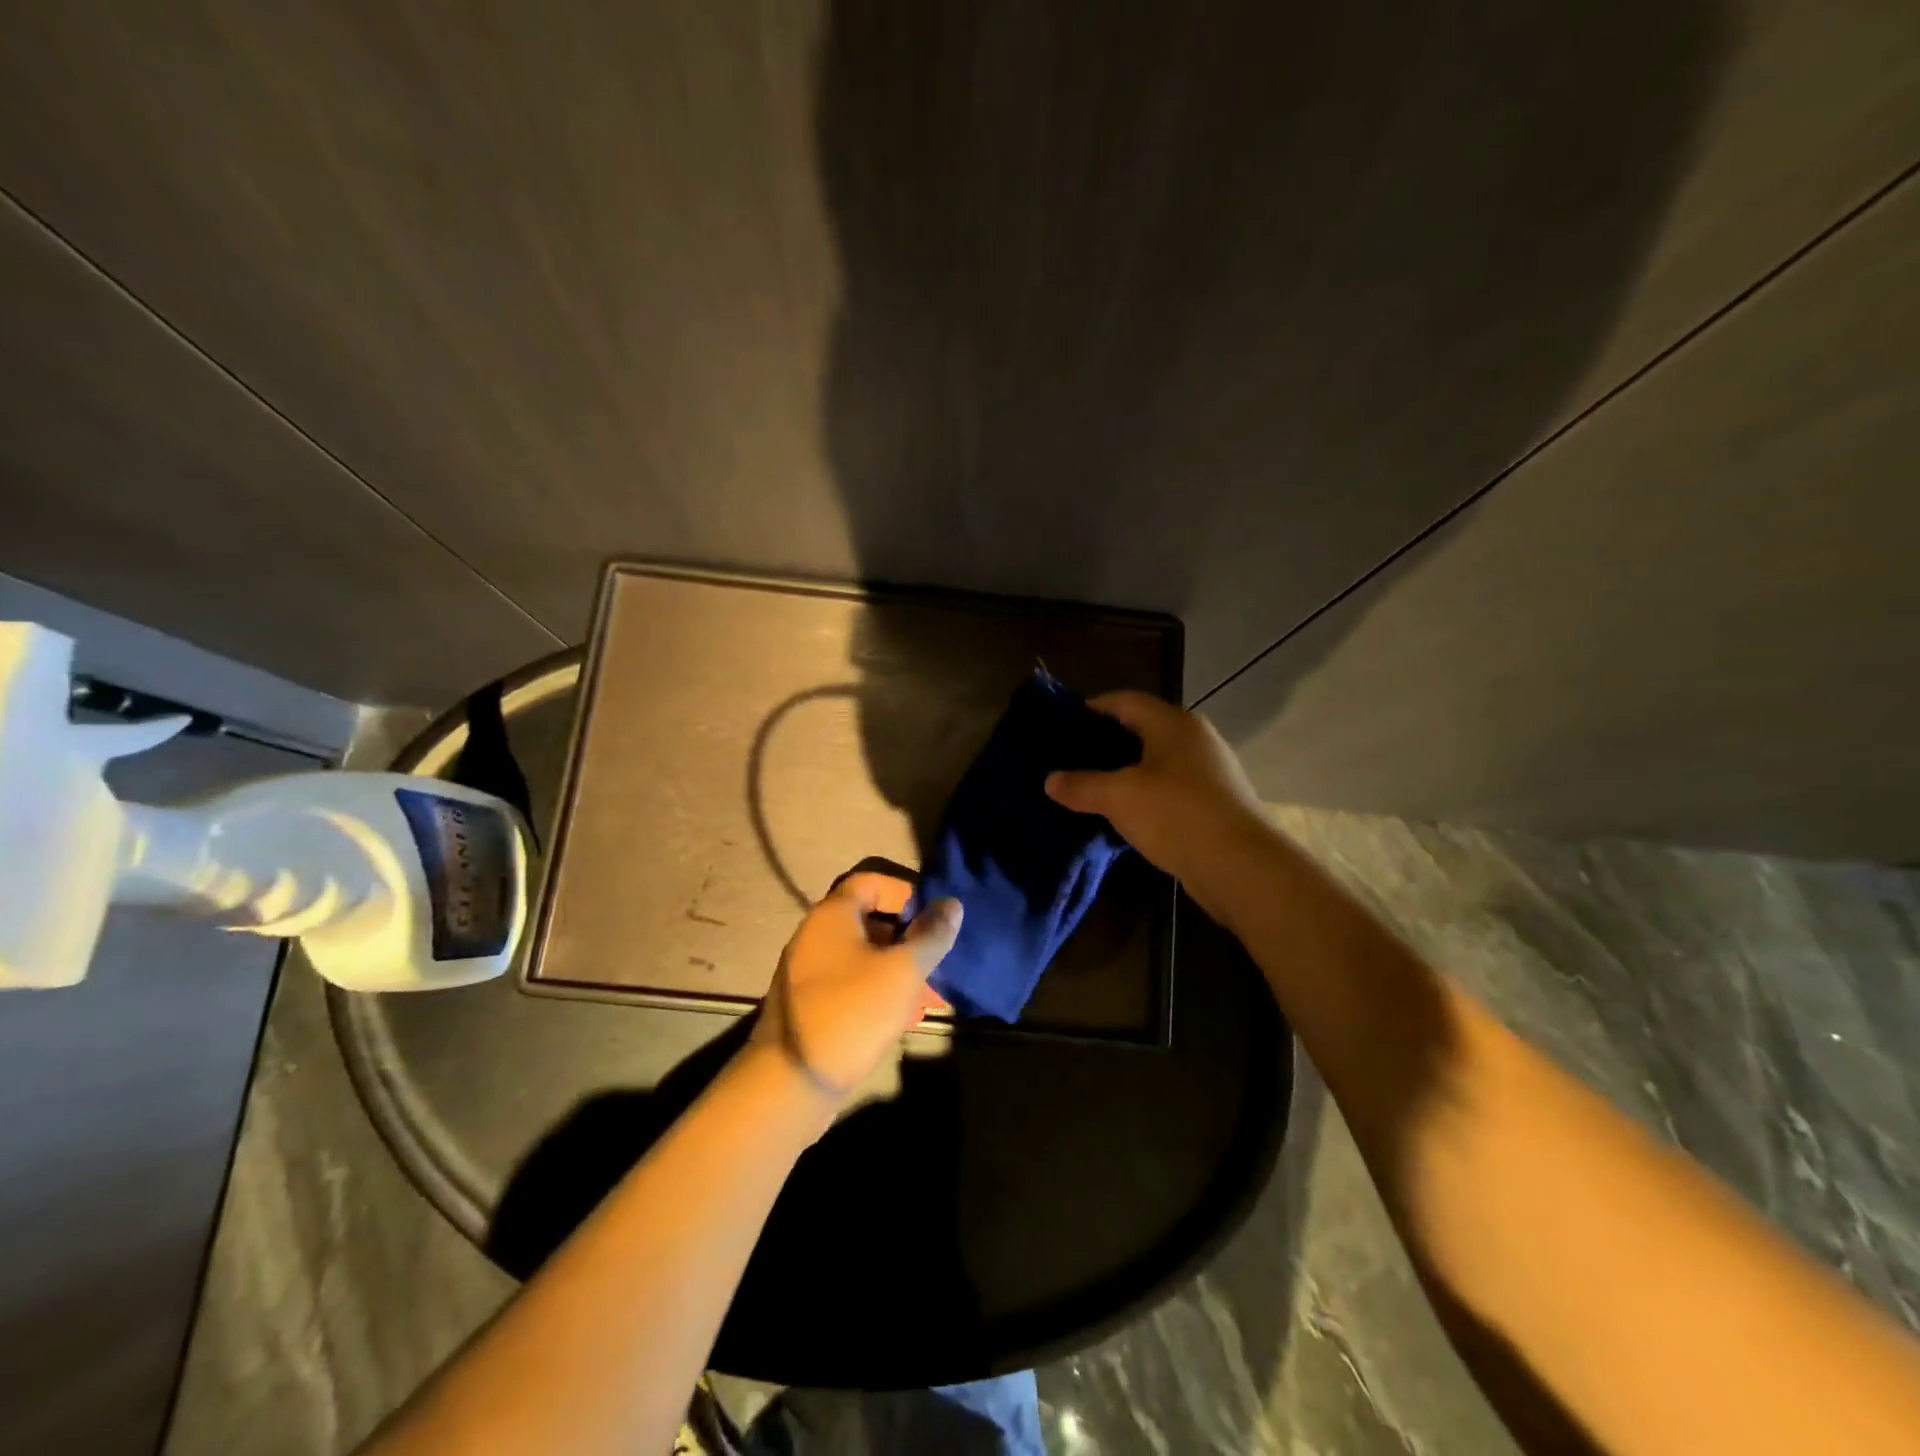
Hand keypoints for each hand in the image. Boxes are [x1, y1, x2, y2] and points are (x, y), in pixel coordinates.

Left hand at [753, 873, 962, 1104]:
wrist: (792, 1082)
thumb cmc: (852, 1012)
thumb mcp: (902, 971)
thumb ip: (931, 935)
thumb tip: (952, 904)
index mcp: (833, 915)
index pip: (872, 882)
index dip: (906, 892)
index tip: (935, 915)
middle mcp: (816, 935)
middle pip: (871, 920)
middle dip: (910, 937)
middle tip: (940, 958)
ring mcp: (810, 971)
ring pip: (865, 957)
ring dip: (900, 968)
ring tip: (932, 994)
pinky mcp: (812, 1004)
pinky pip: (853, 983)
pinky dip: (881, 990)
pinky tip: (907, 1016)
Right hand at [1044, 691, 1266, 891]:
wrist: (1241, 866)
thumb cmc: (1176, 814)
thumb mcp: (1119, 797)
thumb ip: (1082, 785)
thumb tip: (1050, 780)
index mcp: (1173, 723)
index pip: (1125, 701)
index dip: (1092, 708)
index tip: (1062, 724)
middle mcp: (1195, 740)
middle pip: (1142, 730)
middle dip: (1106, 744)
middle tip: (1070, 759)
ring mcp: (1209, 773)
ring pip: (1156, 763)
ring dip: (1125, 773)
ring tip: (1090, 787)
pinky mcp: (1214, 805)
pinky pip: (1169, 791)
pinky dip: (1144, 797)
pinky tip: (1122, 815)